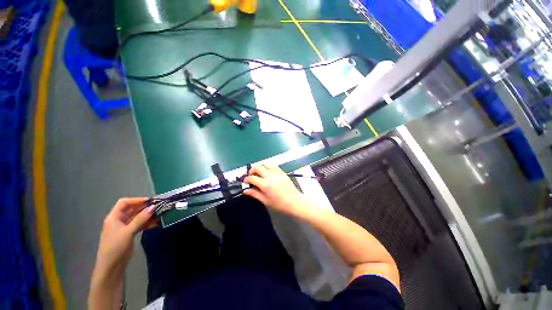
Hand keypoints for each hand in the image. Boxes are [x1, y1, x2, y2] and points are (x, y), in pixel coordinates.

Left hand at [93, 198, 156, 277]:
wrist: (111, 266)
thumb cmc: (115, 247)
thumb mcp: (128, 232)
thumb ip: (140, 219)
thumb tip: (153, 206)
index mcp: (114, 217)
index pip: (124, 202)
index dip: (137, 200)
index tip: (150, 201)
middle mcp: (119, 220)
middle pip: (132, 209)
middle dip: (145, 207)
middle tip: (159, 207)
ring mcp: (125, 227)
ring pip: (138, 217)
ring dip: (148, 215)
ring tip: (160, 215)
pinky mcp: (130, 233)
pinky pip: (140, 224)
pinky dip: (147, 222)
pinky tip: (156, 223)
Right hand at [244, 164, 305, 215]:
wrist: (294, 201)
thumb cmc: (279, 204)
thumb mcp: (265, 201)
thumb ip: (255, 194)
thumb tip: (245, 191)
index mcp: (265, 185)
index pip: (252, 178)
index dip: (247, 179)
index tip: (246, 182)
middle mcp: (270, 176)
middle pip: (257, 167)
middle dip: (252, 170)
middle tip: (251, 176)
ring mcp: (277, 172)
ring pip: (265, 163)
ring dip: (260, 167)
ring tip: (259, 173)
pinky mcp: (282, 171)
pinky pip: (273, 165)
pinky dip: (267, 167)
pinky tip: (267, 172)